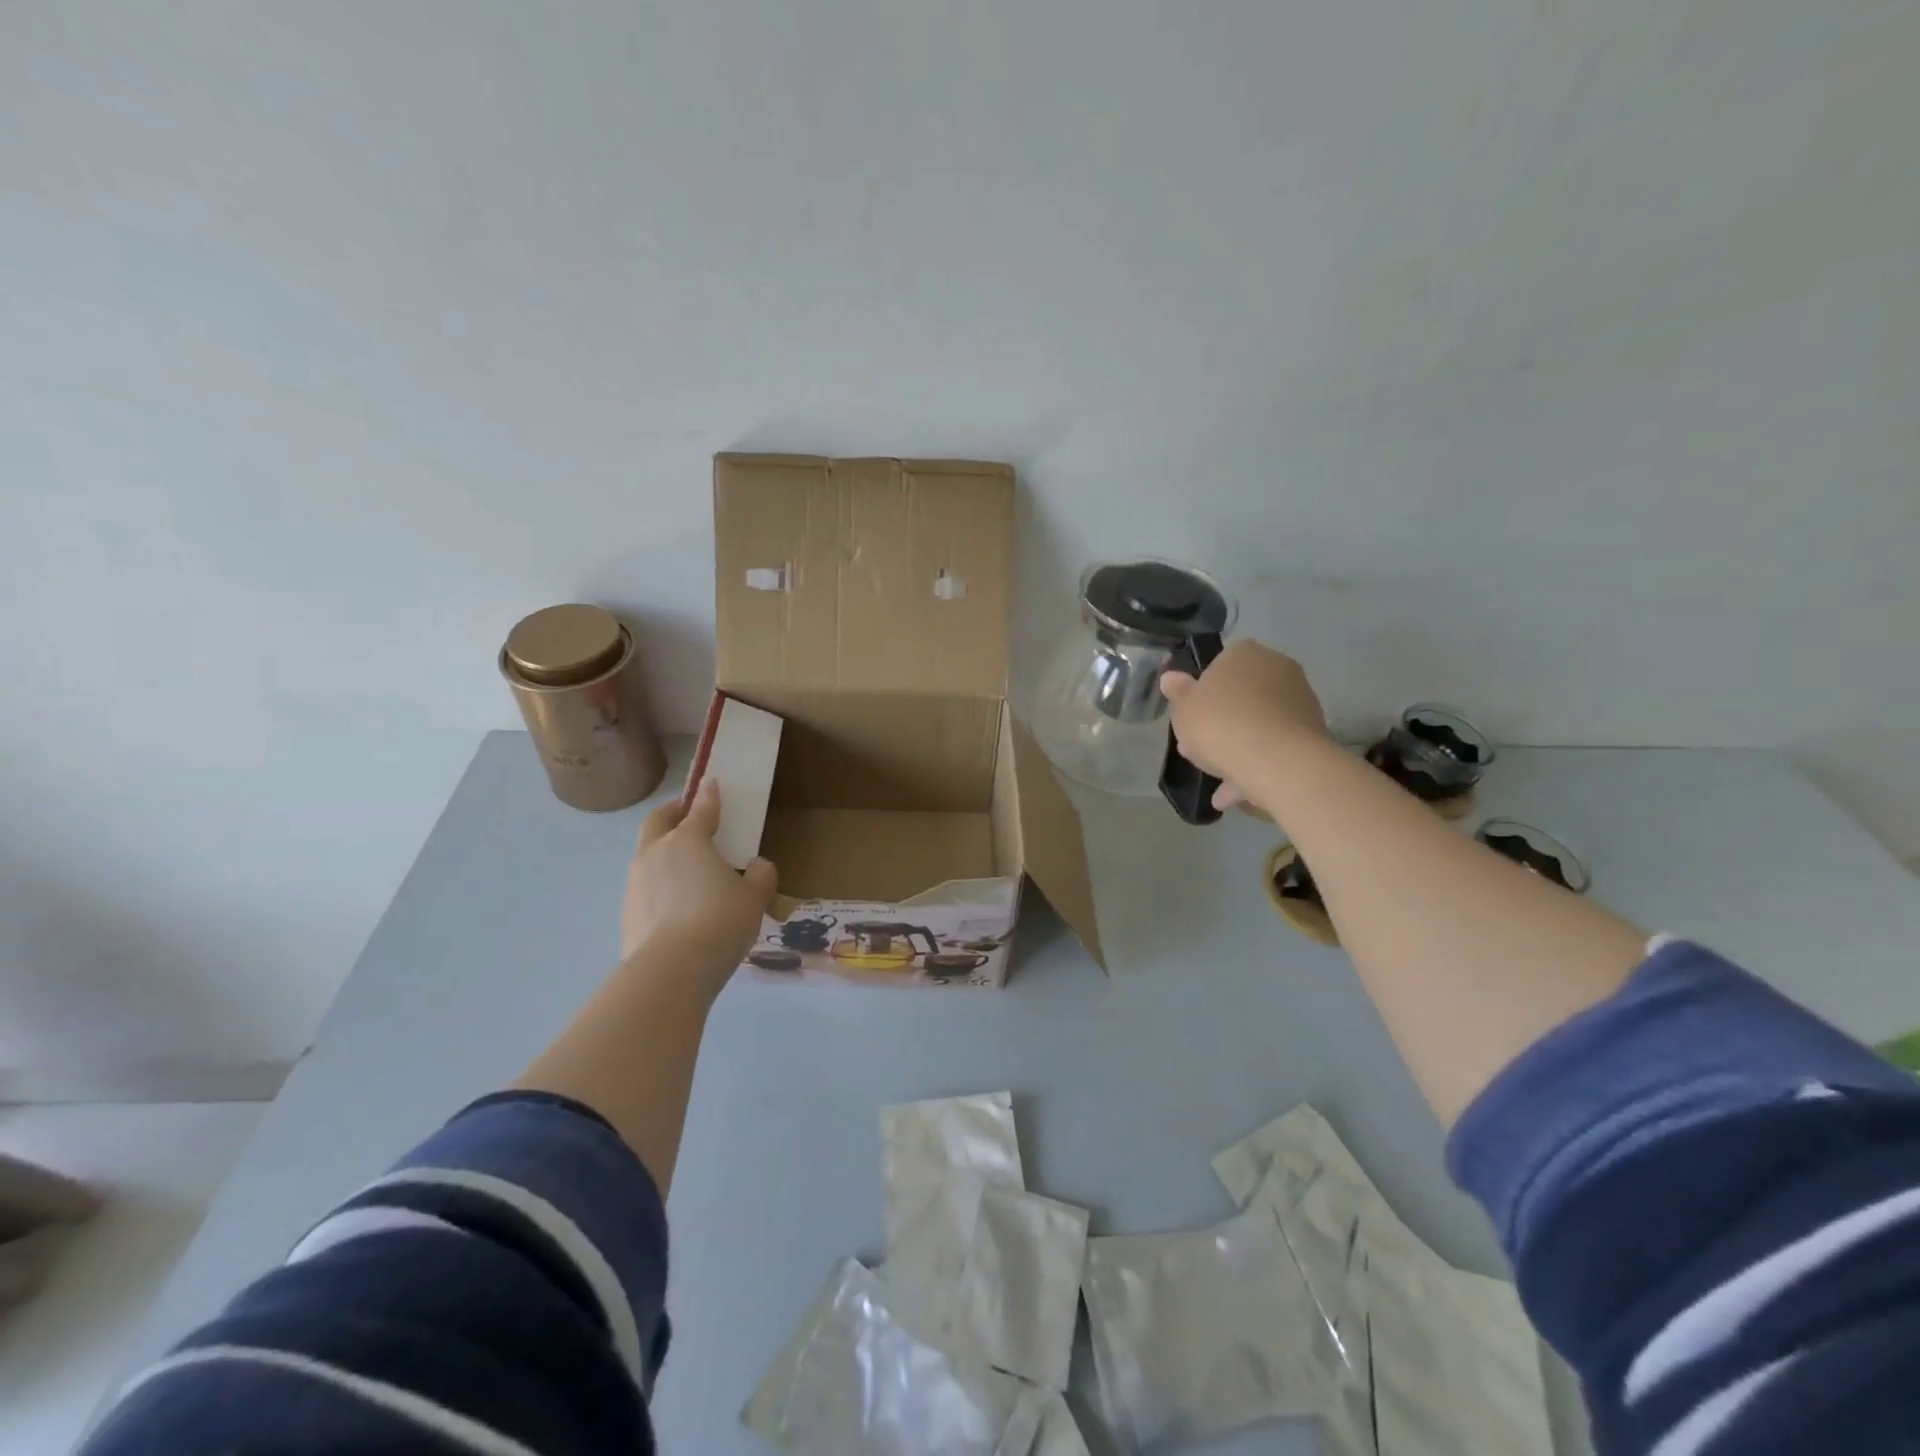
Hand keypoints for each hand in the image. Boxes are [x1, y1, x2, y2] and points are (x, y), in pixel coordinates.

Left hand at [620, 780, 777, 979]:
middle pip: (658, 822)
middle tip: (687, 815)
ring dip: (663, 852)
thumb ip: (761, 875)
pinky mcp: (626, 912)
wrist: (672, 970)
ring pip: (647, 855)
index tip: (712, 783)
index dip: (709, 796)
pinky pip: (645, 888)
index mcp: (688, 840)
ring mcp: (635, 883)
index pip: (700, 809)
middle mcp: (655, 853)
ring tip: (686, 870)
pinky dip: (659, 886)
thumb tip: (757, 866)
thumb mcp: (755, 897)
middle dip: (672, 813)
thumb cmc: (720, 920)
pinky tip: (677, 905)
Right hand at [1160, 640, 1329, 810]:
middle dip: (1221, 722)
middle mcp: (1278, 668)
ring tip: (1216, 781)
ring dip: (1238, 748)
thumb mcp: (1184, 709)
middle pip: (1242, 695)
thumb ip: (1178, 693)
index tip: (1191, 716)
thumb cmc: (1220, 723)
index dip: (1202, 692)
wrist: (1274, 760)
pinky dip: (1256, 766)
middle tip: (1198, 748)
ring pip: (1259, 724)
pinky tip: (1234, 794)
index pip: (1220, 664)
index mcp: (1245, 653)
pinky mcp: (1312, 732)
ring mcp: (1299, 700)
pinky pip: (1275, 746)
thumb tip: (1171, 678)